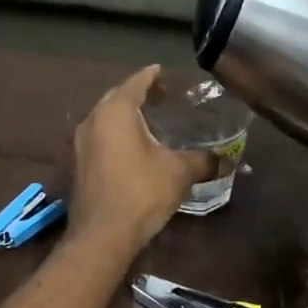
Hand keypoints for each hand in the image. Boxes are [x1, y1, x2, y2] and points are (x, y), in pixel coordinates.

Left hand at [68, 65, 217, 252]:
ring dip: (125, 115)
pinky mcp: (78, 165)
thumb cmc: (141, 193)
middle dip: (138, 93)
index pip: (135, 83)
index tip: (164, 71)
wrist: (103, 235)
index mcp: (115, 112)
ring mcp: (80, 144)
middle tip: (162, 96)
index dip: (152, 76)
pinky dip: (116, 134)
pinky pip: (99, 137)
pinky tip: (134, 147)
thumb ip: (204, 161)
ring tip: (150, 120)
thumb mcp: (179, 173)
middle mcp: (93, 121)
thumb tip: (228, 160)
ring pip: (105, 118)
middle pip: (117, 97)